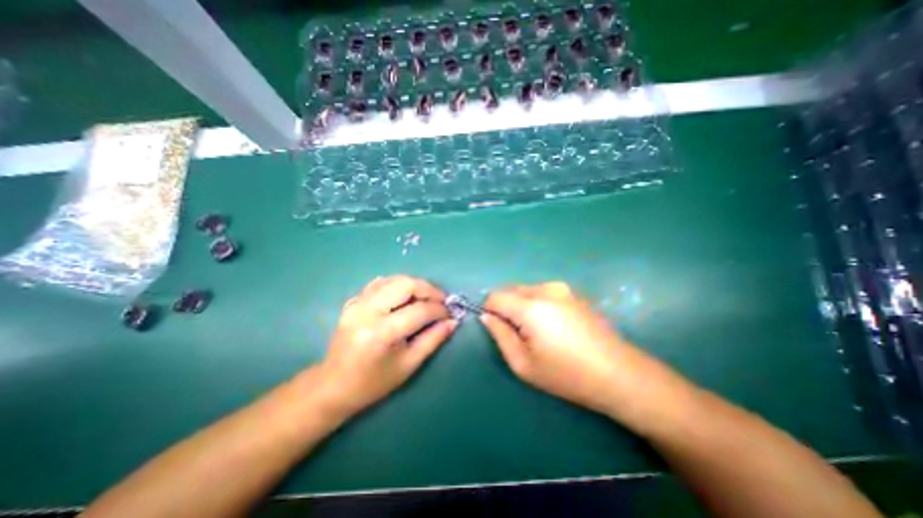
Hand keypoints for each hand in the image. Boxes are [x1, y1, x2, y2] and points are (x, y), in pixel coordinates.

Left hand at [320, 276, 454, 415]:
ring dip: (415, 285)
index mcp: (381, 333)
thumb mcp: (408, 365)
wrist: (333, 386)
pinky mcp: (353, 301)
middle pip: (405, 284)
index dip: (439, 310)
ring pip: (393, 279)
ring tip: (426, 298)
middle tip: (441, 300)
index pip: (419, 311)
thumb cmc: (373, 383)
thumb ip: (433, 340)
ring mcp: (357, 303)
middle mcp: (368, 311)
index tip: (450, 313)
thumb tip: (452, 322)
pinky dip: (397, 285)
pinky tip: (405, 296)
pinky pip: (380, 283)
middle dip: (429, 289)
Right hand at [484, 281, 655, 415]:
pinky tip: (555, 326)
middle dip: (506, 307)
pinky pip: (543, 292)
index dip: (490, 311)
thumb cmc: (567, 374)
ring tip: (539, 331)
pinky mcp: (573, 292)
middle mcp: (545, 289)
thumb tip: (487, 316)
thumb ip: (500, 335)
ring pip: (526, 290)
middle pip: (510, 290)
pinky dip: (538, 304)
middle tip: (519, 333)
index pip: (495, 296)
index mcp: (530, 306)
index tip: (498, 329)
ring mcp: (562, 288)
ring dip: (522, 305)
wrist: (618, 373)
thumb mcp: (523, 364)